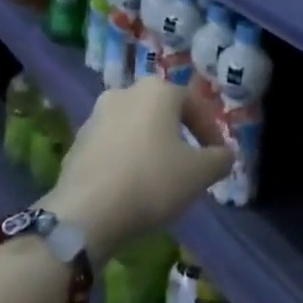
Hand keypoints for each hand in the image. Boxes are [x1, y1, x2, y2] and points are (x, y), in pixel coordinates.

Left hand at [40, 75, 233, 259]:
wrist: (87, 212)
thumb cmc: (152, 182)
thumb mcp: (199, 174)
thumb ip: (219, 159)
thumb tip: (225, 154)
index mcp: (158, 91)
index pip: (195, 105)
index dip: (211, 131)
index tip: (218, 158)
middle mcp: (126, 92)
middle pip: (162, 112)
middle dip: (179, 136)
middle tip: (190, 164)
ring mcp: (97, 115)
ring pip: (135, 127)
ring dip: (150, 146)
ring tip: (160, 177)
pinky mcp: (78, 142)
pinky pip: (112, 146)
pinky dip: (126, 159)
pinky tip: (131, 186)